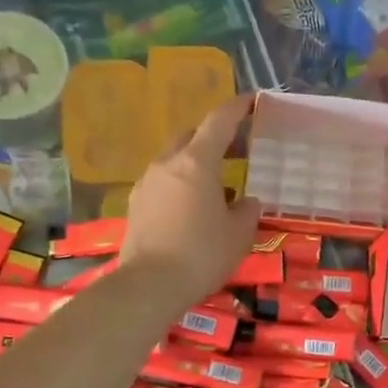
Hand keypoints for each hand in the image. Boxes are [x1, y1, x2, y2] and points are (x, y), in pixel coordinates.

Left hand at [119, 95, 261, 306]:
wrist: (149, 286)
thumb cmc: (202, 254)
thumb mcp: (239, 234)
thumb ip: (247, 210)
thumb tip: (246, 201)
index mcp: (196, 162)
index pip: (219, 121)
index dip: (236, 108)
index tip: (250, 101)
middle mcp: (167, 164)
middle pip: (191, 136)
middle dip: (213, 136)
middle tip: (236, 148)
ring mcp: (147, 183)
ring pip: (174, 160)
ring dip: (195, 163)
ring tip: (218, 184)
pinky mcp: (136, 205)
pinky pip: (163, 183)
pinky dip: (181, 184)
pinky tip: (194, 207)